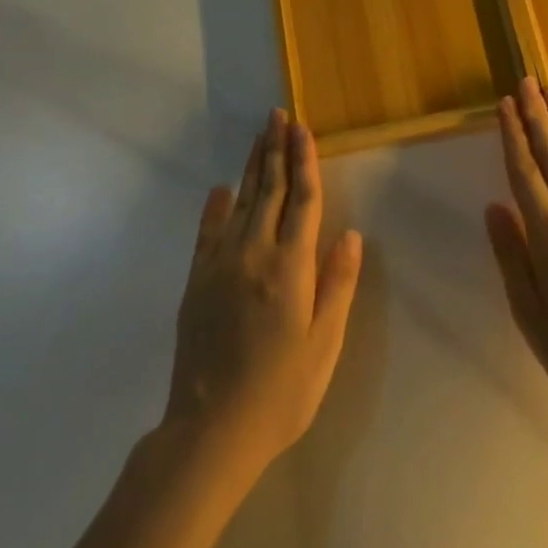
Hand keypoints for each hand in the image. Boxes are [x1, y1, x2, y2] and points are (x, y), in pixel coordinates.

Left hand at [163, 110, 362, 478]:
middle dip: (276, 149)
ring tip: (260, 136)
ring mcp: (221, 264)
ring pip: (241, 202)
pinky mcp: (197, 281)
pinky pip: (208, 232)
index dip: (304, 161)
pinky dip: (216, 206)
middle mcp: (254, 253)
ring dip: (252, 166)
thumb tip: (350, 234)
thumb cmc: (280, 393)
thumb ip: (337, 285)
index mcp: (291, 267)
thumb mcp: (323, 345)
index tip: (303, 129)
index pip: (302, 200)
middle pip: (269, 190)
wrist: (210, 433)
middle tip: (278, 114)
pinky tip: (222, 188)